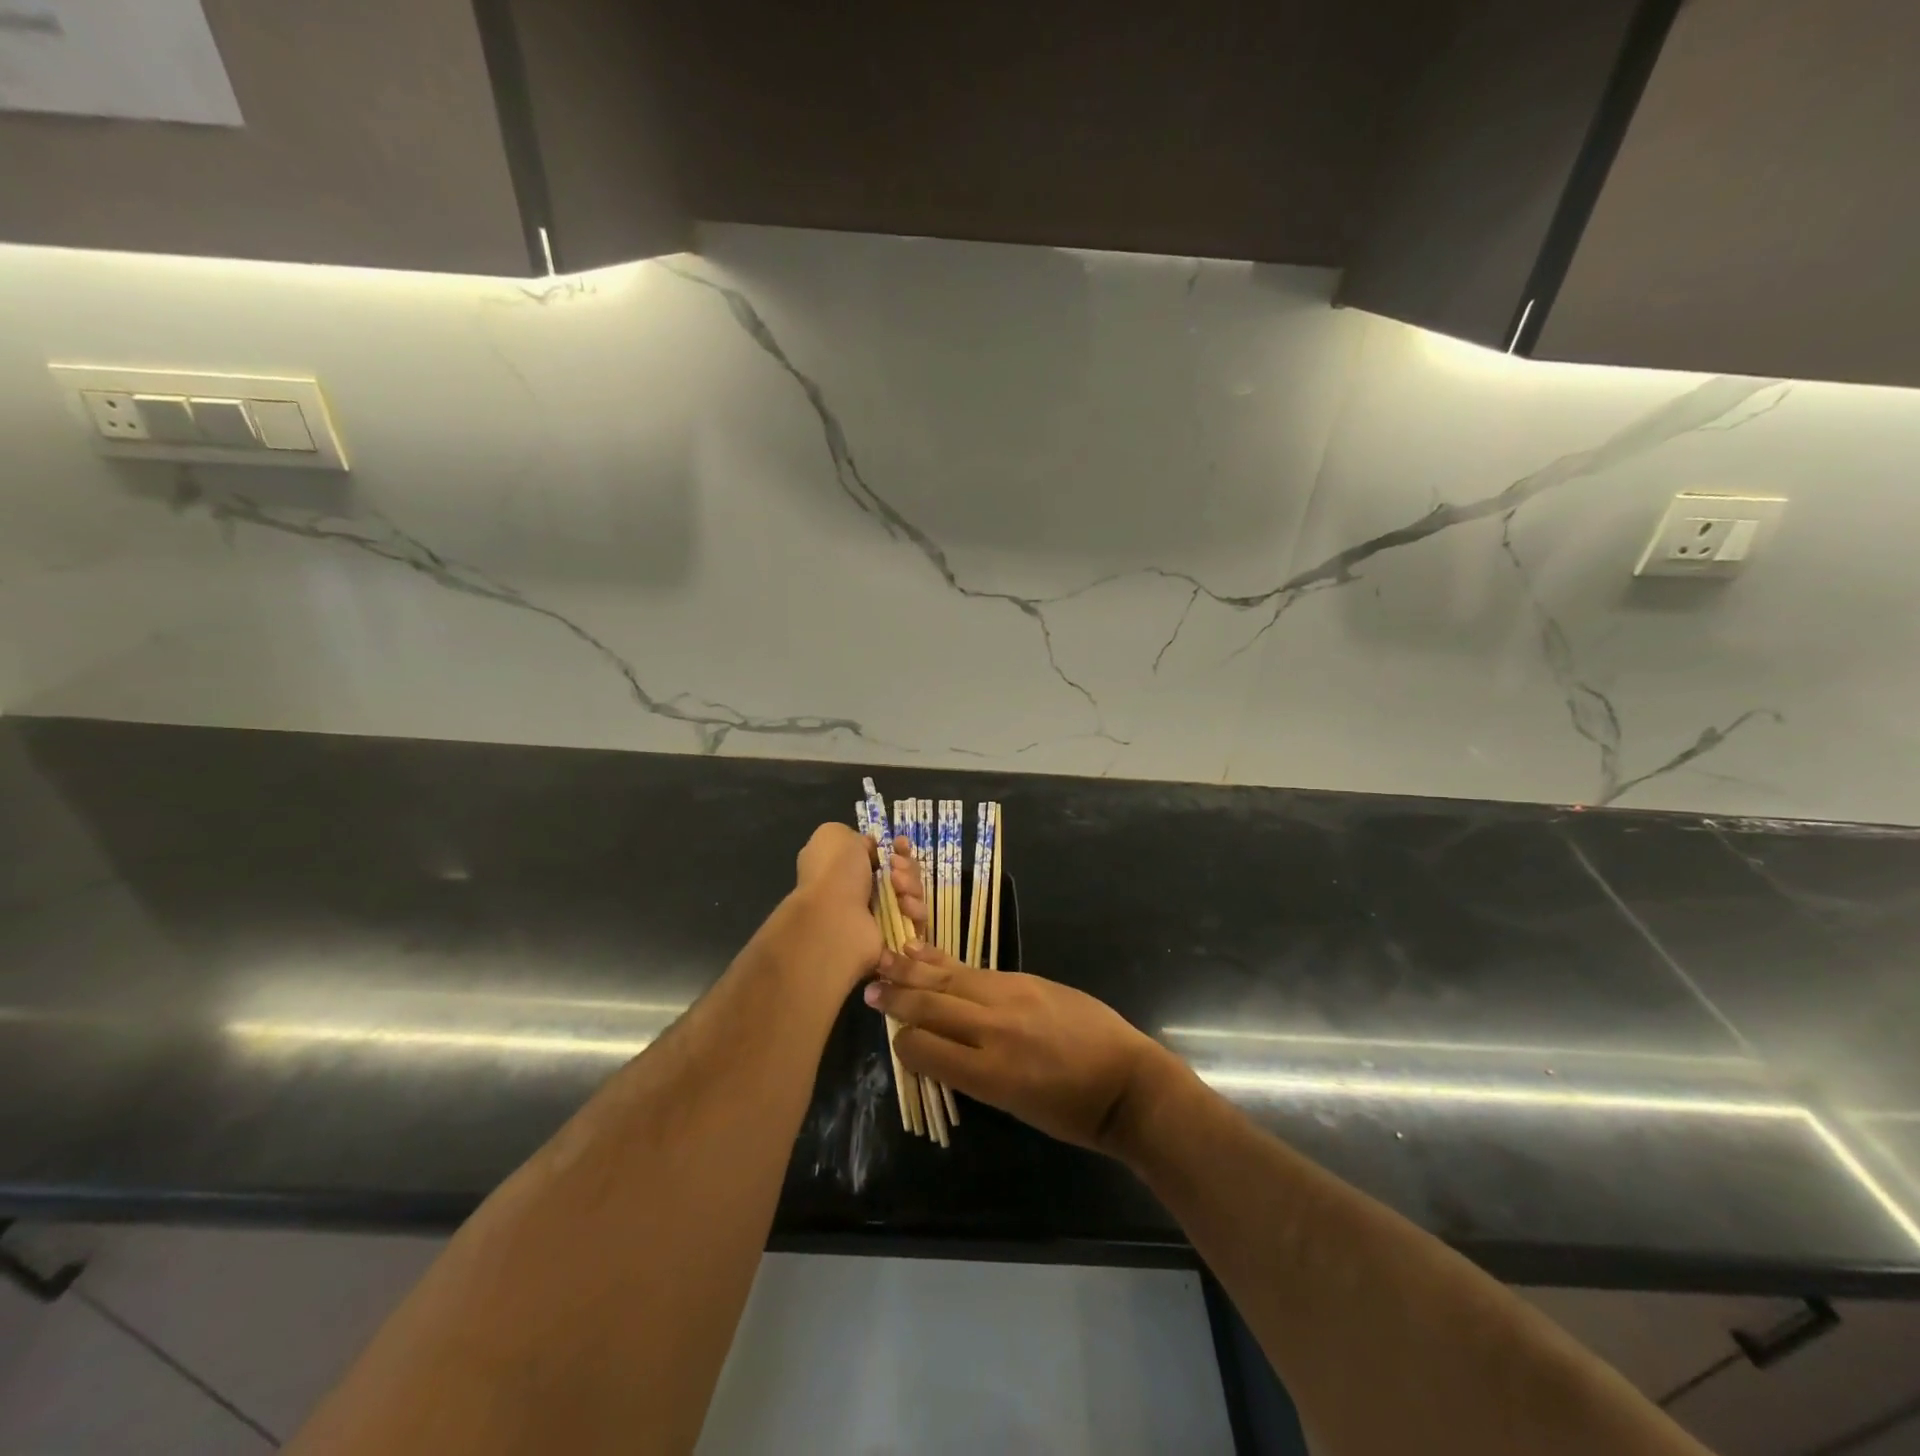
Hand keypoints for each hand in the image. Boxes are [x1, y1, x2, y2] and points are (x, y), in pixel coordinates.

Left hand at [788, 825, 926, 989]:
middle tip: (895, 870)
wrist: (835, 920)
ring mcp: (881, 915)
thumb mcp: (834, 835)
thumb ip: (856, 837)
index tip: (900, 844)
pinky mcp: (896, 936)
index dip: (897, 848)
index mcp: (848, 868)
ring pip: (914, 894)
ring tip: (898, 888)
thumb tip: (872, 850)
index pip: (884, 856)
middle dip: (907, 868)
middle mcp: (864, 891)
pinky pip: (918, 919)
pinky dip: (915, 909)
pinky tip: (904, 906)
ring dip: (911, 886)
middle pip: (904, 873)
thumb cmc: (834, 873)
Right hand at [865, 944, 1170, 1152]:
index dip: (903, 1044)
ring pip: (950, 979)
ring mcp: (1012, 997)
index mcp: (990, 1074)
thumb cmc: (1071, 1112)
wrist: (1126, 1080)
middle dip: (897, 999)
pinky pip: (976, 970)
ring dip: (915, 971)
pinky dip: (946, 964)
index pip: (924, 1049)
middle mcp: (994, 1030)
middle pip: (931, 1006)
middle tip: (869, 990)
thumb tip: (939, 1048)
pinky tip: (926, 954)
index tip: (895, 1040)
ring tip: (886, 961)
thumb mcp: (1013, 1105)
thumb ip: (972, 1072)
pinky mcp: (1027, 979)